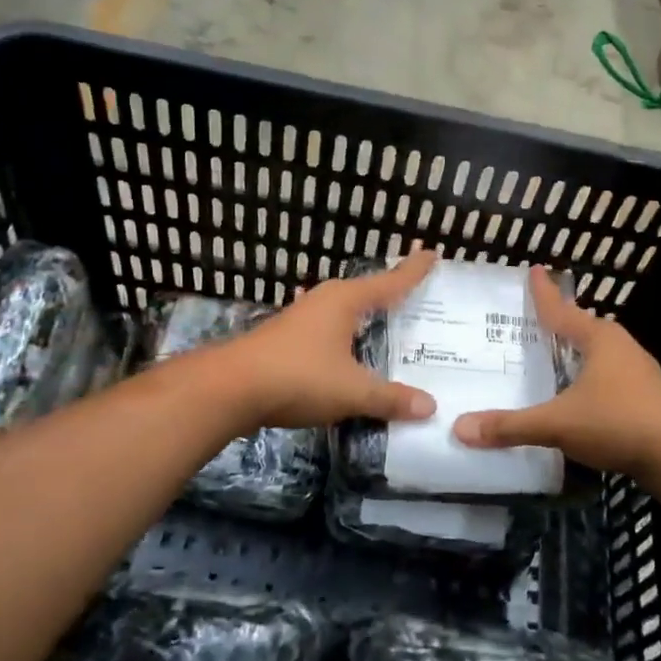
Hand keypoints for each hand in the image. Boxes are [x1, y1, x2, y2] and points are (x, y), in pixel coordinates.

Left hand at [217, 250, 438, 431]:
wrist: (228, 389)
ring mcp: (300, 320)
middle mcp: (323, 302)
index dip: (412, 270)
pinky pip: (327, 333)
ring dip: (363, 317)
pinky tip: (348, 354)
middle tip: (415, 294)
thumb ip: (390, 398)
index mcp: (344, 301)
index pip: (389, 282)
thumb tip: (430, 407)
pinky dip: (345, 339)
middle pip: (364, 292)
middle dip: (389, 292)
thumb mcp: (352, 391)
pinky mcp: (285, 341)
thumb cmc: (298, 377)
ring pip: (342, 313)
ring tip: (386, 324)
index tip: (431, 253)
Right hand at [452, 265, 660, 480]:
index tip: (534, 270)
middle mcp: (620, 347)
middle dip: (560, 325)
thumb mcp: (558, 424)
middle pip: (583, 329)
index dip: (543, 293)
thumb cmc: (618, 422)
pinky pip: (609, 379)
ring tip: (553, 359)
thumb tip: (460, 429)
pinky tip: (579, 397)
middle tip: (534, 323)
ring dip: (576, 356)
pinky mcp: (648, 398)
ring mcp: (638, 372)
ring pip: (599, 355)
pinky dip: (589, 381)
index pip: (561, 310)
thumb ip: (511, 427)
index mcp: (599, 339)